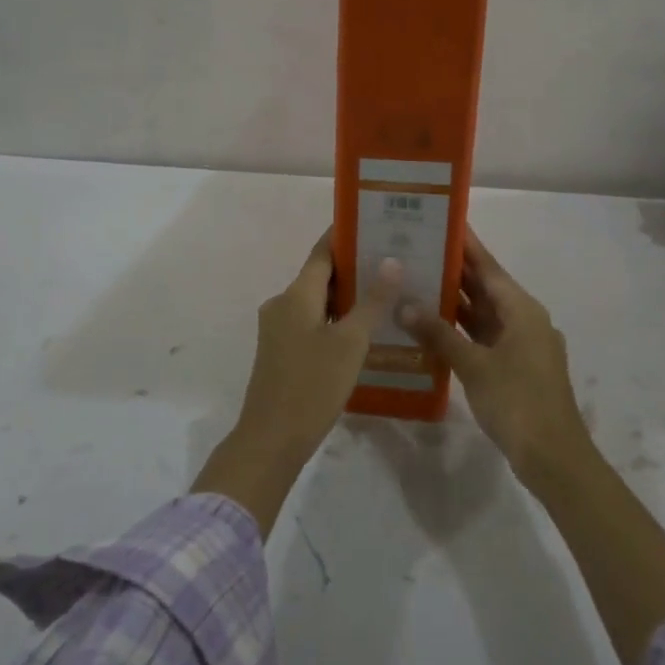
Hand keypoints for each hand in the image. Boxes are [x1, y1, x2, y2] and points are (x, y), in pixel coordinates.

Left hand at [240, 231, 400, 464]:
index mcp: (296, 294)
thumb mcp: (350, 343)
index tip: (376, 224)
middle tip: (394, 261)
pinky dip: (336, 319)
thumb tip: (391, 260)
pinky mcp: (281, 351)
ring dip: (348, 296)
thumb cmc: (312, 385)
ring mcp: (279, 328)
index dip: (347, 236)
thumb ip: (372, 301)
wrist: (271, 440)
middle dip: (355, 267)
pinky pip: (312, 322)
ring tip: (387, 292)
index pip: (323, 251)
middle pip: (321, 275)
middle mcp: (282, 303)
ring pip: (317, 301)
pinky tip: (364, 329)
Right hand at [396, 230, 590, 490]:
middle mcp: (524, 320)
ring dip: (455, 302)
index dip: (466, 245)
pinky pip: (484, 337)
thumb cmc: (518, 401)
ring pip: (483, 314)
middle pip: (486, 288)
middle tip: (417, 251)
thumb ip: (439, 333)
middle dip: (454, 271)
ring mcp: (521, 345)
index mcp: (522, 309)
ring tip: (417, 282)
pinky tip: (432, 328)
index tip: (442, 222)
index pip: (488, 266)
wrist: (554, 458)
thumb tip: (405, 304)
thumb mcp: (474, 365)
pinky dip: (461, 331)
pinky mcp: (515, 367)